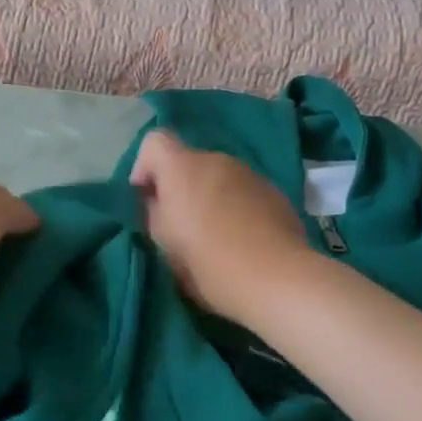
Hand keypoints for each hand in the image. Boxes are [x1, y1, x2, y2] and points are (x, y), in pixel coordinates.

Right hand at [130, 131, 313, 326]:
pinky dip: (235, 207)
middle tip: (180, 226)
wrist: (276, 279)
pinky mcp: (274, 192)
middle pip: (188, 163)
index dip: (145, 166)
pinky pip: (242, 192)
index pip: (154, 141)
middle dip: (180, 187)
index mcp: (182, 167)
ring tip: (214, 235)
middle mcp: (216, 160)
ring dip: (209, 197)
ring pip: (217, 178)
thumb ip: (154, 213)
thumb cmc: (207, 261)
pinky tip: (242, 239)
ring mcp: (249, 174)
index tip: (147, 199)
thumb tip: (157, 201)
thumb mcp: (163, 242)